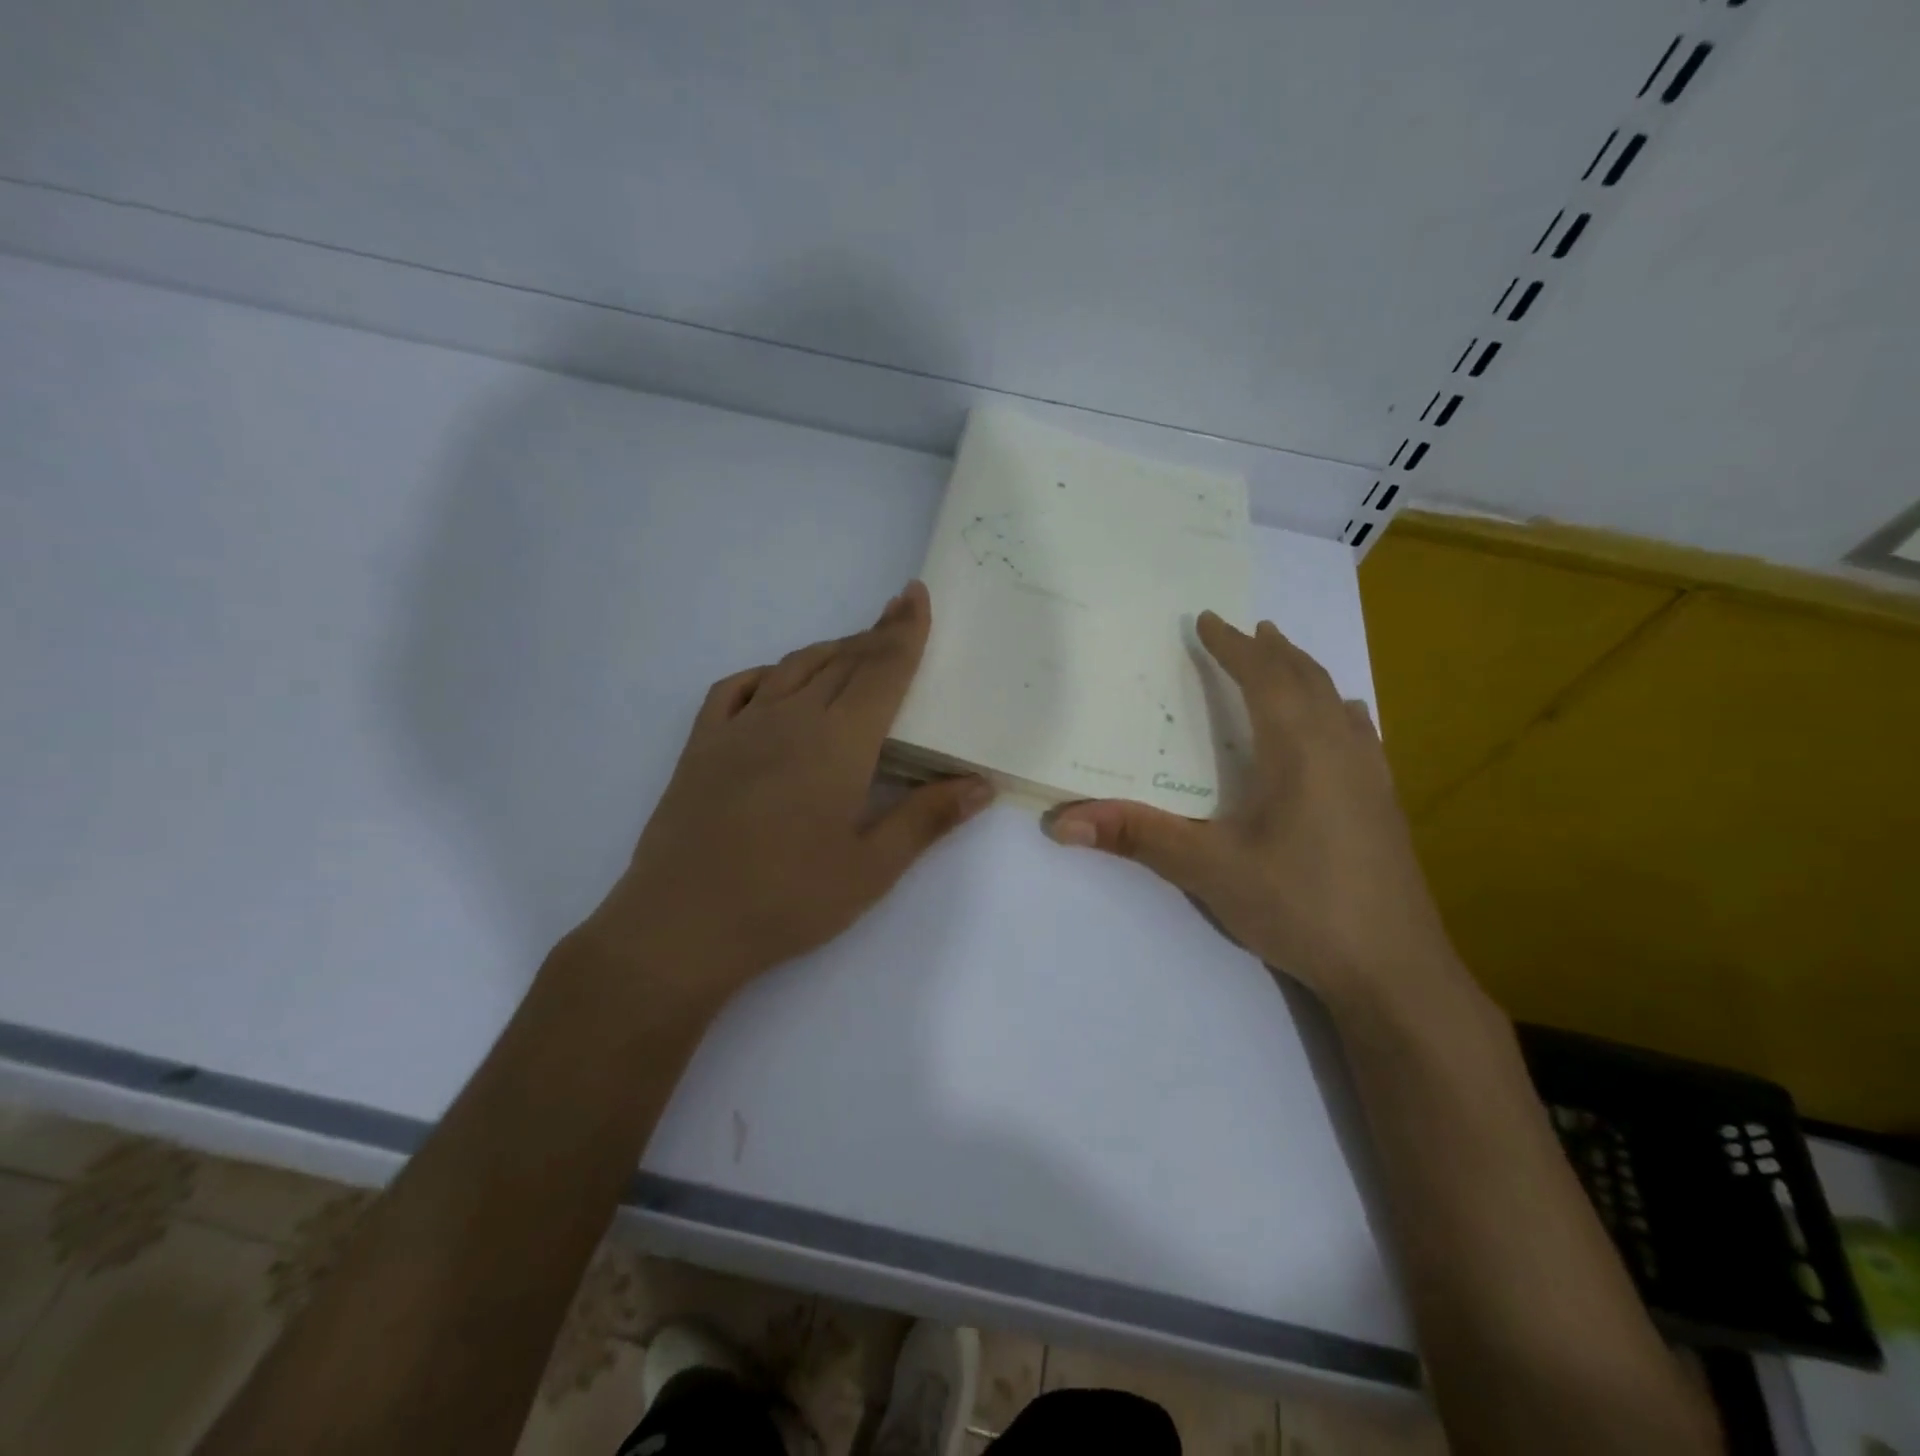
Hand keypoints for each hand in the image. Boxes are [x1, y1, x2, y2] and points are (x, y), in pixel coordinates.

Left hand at [580, 581, 991, 1010]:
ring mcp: (739, 727)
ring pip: (794, 668)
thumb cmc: (788, 900)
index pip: (881, 671)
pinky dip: (766, 674)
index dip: (904, 632)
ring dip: (829, 651)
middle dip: (875, 636)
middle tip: (899, 617)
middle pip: (842, 662)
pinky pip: (736, 688)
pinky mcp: (702, 745)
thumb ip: (927, 819)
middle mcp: (790, 718)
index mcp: (837, 742)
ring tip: (854, 650)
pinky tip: (775, 682)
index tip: (916, 595)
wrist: (682, 925)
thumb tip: (981, 785)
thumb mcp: (871, 868)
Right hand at [1045, 612, 1459, 1012]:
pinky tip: (1344, 720)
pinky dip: (1338, 709)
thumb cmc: (1299, 906)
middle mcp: (1340, 749)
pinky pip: (1359, 733)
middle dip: (1272, 651)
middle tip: (1248, 629)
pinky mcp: (1385, 805)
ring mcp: (1371, 776)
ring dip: (1307, 674)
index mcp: (1298, 750)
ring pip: (1337, 703)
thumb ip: (1138, 836)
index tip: (1208, 619)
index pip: (1263, 678)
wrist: (1394, 970)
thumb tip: (1062, 821)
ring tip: (1287, 658)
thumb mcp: (1209, 869)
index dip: (1232, 647)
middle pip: (1305, 680)